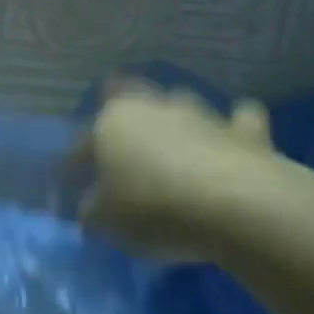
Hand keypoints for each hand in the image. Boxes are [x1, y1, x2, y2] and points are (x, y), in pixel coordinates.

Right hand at [81, 85, 288, 262]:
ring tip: (173, 137)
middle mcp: (153, 108)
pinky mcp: (244, 130)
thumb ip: (92, 210)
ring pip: (180, 102)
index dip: (72, 166)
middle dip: (120, 103)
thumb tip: (91, 207)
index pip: (82, 144)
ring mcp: (201, 114)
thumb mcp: (105, 220)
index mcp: (110, 123)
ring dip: (174, 117)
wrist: (235, 204)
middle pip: (129, 94)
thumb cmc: (153, 207)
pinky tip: (233, 136)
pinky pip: (237, 121)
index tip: (68, 187)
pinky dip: (234, 127)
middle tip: (117, 122)